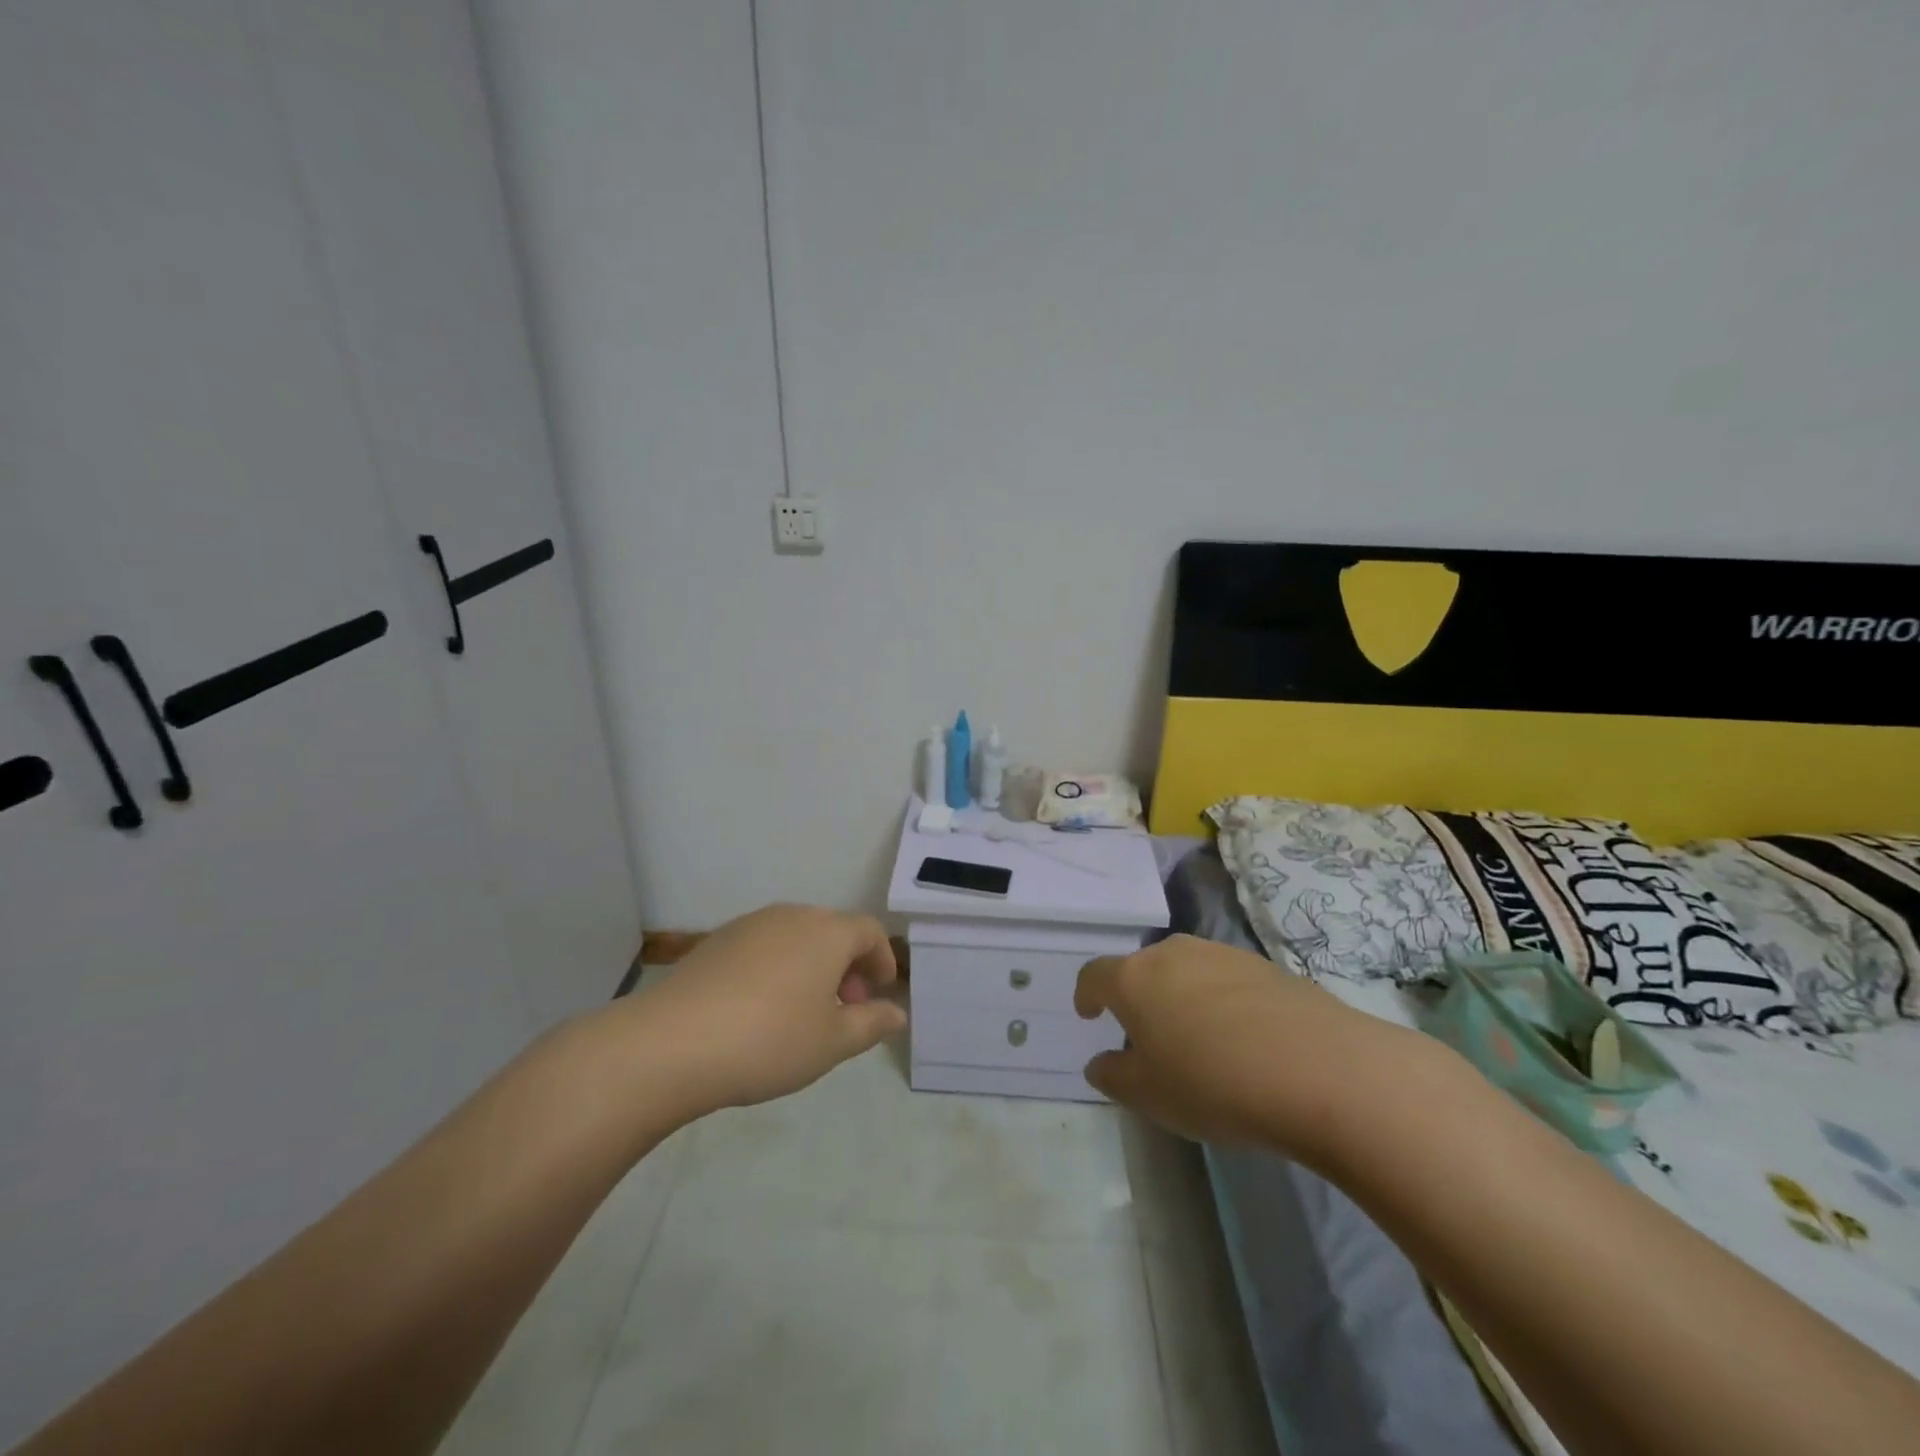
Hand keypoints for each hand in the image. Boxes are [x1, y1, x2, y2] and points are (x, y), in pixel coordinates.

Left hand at [619, 903, 906, 1118]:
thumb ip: (871, 1024)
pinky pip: (764, 946)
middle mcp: (791, 915)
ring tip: (804, 1011)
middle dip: (848, 966)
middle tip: (845, 1009)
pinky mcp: (716, 941)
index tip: (878, 994)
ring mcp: (750, 924)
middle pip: (833, 930)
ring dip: (813, 966)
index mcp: (827, 932)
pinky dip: (778, 967)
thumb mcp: (832, 1043)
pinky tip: (761, 1008)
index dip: (882, 960)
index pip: (870, 931)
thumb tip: (897, 1014)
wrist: (671, 1043)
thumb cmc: (768, 1040)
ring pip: (797, 937)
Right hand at [1075, 934, 1434, 1161]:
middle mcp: (1174, 953)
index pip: (1095, 975)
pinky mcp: (1268, 967)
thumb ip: (1113, 1076)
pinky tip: (1243, 1040)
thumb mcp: (1149, 1096)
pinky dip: (1222, 1003)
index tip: (1089, 1014)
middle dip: (1138, 997)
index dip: (1086, 994)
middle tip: (1147, 1036)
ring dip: (1181, 997)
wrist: (1321, 1070)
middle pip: (1143, 968)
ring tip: (1198, 1040)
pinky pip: (1227, 981)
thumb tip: (1100, 1063)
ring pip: (1187, 970)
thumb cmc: (1214, 1083)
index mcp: (1134, 978)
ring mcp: (1224, 954)